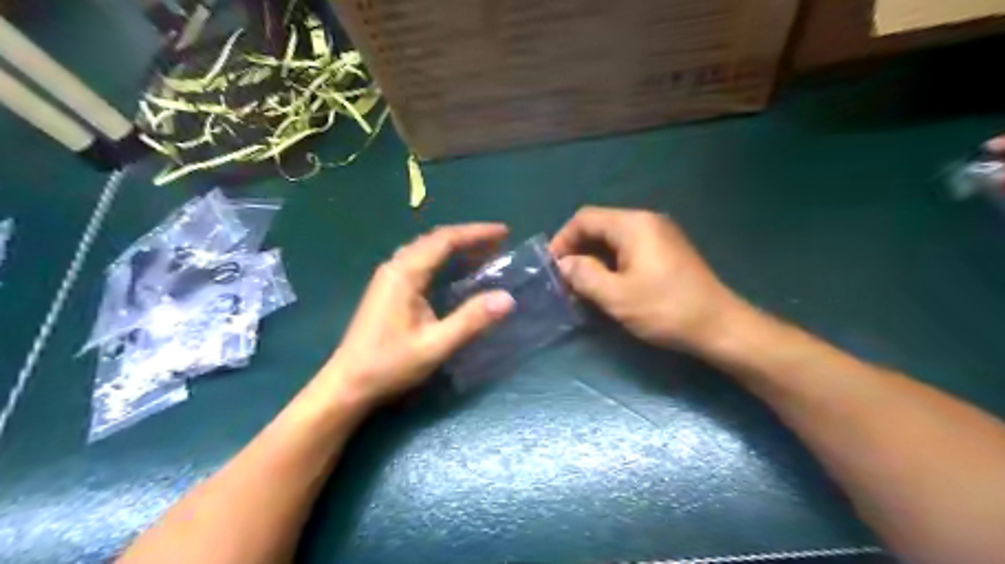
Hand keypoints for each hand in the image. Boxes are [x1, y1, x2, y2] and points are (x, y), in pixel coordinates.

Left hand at [316, 222, 517, 409]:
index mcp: (405, 274)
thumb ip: (471, 320)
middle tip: (498, 242)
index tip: (504, 232)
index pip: (445, 240)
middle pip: (435, 239)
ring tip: (483, 253)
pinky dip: (443, 259)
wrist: (348, 383)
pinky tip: (455, 272)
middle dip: (468, 237)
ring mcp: (388, 278)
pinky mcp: (388, 290)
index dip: (476, 233)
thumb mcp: (436, 345)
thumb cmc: (390, 364)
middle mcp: (395, 267)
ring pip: (426, 250)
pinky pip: (420, 262)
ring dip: (455, 247)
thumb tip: (507, 298)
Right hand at [554, 205, 741, 349]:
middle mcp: (647, 221)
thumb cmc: (665, 309)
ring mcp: (660, 235)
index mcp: (634, 225)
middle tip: (564, 279)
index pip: (585, 219)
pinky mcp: (667, 251)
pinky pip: (629, 248)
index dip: (563, 239)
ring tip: (581, 285)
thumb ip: (584, 275)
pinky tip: (606, 285)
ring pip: (614, 239)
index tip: (552, 266)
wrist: (719, 326)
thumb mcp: (617, 296)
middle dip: (577, 250)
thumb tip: (564, 264)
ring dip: (593, 258)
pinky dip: (611, 262)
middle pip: (600, 226)